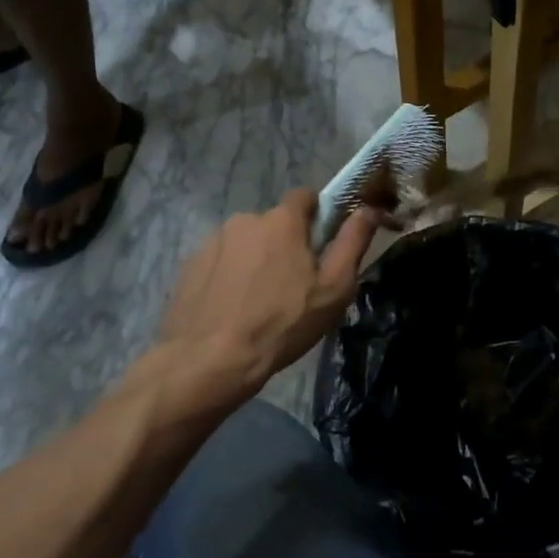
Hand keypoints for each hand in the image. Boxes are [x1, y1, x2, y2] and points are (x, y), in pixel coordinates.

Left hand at [151, 191, 377, 412]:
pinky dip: (229, 277)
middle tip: (293, 284)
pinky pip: (220, 262)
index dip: (317, 214)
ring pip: (245, 243)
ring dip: (255, 260)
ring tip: (259, 301)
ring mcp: (212, 242)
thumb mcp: (333, 288)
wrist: (209, 361)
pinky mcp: (189, 265)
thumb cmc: (282, 324)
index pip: (304, 196)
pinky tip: (232, 308)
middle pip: (274, 224)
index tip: (321, 243)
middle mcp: (244, 220)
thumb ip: (353, 242)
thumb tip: (369, 209)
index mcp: (281, 221)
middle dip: (285, 244)